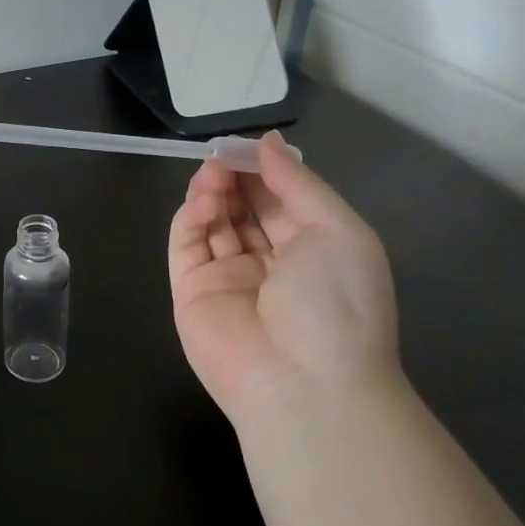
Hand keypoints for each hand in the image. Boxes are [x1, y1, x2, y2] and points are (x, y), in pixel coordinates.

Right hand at [168, 132, 399, 425]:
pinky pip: (187, 245)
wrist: (305, 383)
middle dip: (234, 178)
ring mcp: (227, 278)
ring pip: (212, 222)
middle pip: (243, 208)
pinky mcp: (191, 291)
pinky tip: (204, 200)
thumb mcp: (338, 230)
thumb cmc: (337, 302)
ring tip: (213, 172)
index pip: (280, 201)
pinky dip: (191, 216)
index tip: (250, 145)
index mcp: (312, 251)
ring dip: (212, 191)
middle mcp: (269, 263)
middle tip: (224, 155)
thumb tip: (269, 142)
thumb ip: (298, 183)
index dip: (265, 171)